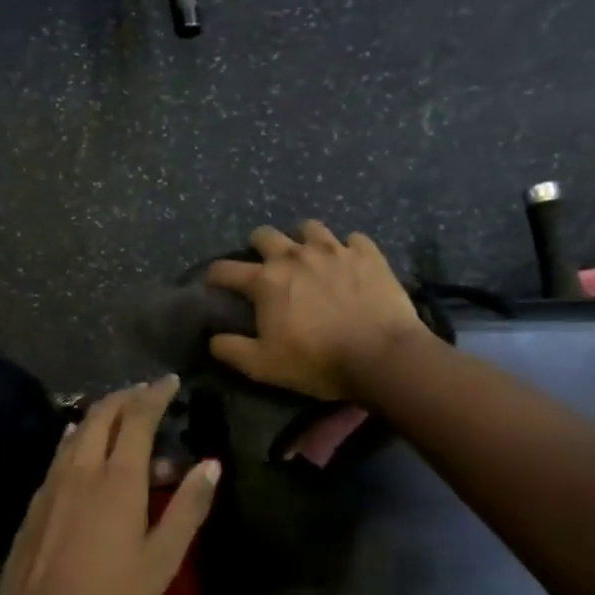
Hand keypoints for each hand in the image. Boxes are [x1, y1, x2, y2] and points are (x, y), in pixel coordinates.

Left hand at [0, 377, 219, 594]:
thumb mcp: (162, 560)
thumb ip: (187, 508)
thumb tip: (210, 464)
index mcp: (118, 479)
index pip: (137, 418)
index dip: (155, 394)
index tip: (170, 381)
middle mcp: (82, 469)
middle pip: (102, 414)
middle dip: (126, 396)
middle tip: (146, 392)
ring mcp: (53, 484)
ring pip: (77, 430)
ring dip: (101, 413)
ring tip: (120, 414)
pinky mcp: (36, 502)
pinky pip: (61, 452)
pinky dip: (79, 437)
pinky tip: (82, 448)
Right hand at [205, 221, 424, 400]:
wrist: (381, 356)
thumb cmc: (317, 361)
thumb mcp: (264, 366)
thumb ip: (232, 350)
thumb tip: (213, 339)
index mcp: (266, 281)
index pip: (226, 270)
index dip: (214, 275)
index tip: (213, 282)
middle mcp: (295, 255)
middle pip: (265, 235)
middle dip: (258, 246)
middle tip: (265, 264)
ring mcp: (334, 250)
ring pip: (310, 228)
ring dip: (303, 240)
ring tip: (310, 256)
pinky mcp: (368, 253)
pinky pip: (354, 239)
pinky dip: (348, 249)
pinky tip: (350, 263)